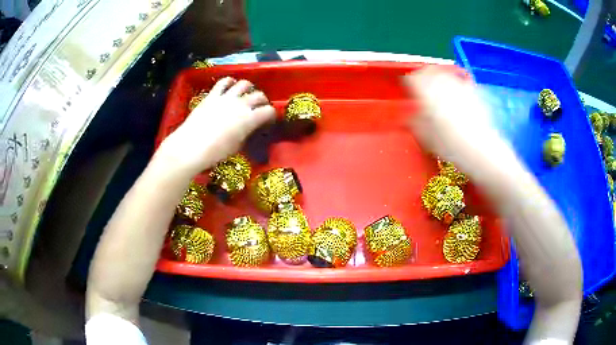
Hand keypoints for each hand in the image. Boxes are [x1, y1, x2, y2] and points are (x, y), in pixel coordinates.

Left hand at [159, 77, 275, 174]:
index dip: (272, 115)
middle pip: (259, 95)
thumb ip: (246, 133)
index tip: (269, 120)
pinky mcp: (212, 95)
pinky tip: (230, 84)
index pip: (269, 111)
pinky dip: (229, 82)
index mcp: (250, 119)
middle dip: (262, 101)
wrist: (191, 147)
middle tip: (259, 107)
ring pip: (243, 84)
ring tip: (246, 92)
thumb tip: (249, 128)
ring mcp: (226, 97)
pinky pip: (223, 82)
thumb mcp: (237, 146)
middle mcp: (241, 104)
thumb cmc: (216, 152)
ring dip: (248, 87)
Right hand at [403, 67, 512, 174]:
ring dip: (439, 78)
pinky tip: (456, 97)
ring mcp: (459, 85)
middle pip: (429, 71)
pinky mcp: (473, 92)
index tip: (407, 88)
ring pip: (445, 74)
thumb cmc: (448, 144)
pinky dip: (455, 86)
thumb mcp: (424, 136)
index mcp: (425, 91)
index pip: (411, 78)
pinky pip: (460, 82)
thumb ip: (414, 122)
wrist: (479, 149)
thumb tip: (410, 116)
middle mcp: (442, 83)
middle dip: (423, 76)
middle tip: (421, 85)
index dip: (407, 82)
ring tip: (438, 89)